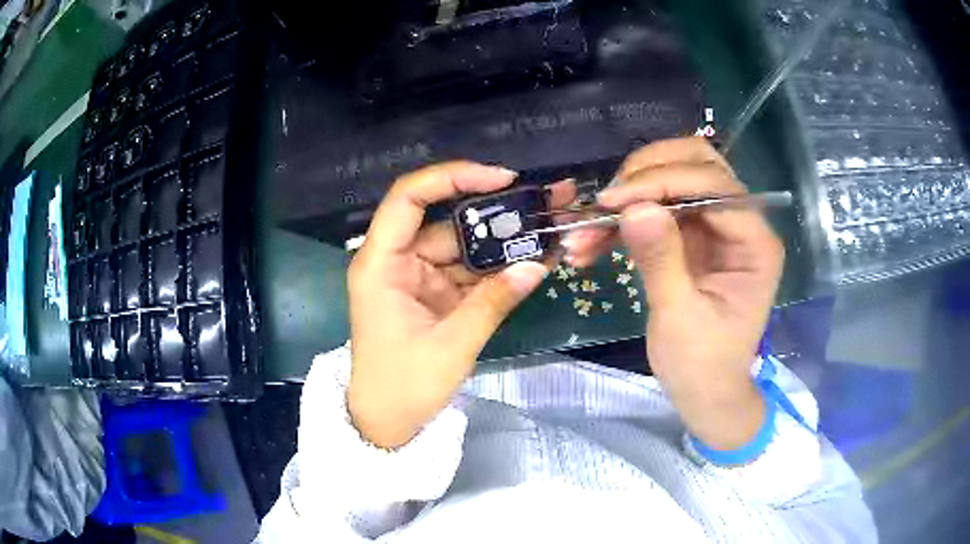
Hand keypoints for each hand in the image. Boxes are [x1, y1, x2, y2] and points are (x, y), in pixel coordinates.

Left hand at [348, 162, 574, 447]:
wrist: (387, 423)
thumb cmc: (404, 386)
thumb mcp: (452, 345)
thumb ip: (494, 302)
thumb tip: (537, 265)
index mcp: (381, 264)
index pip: (409, 198)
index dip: (453, 177)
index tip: (501, 179)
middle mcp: (397, 260)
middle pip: (446, 221)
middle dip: (496, 211)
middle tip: (544, 200)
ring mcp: (417, 277)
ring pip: (464, 246)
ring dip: (504, 241)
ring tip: (549, 228)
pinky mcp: (434, 295)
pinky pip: (468, 272)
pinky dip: (498, 269)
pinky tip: (534, 259)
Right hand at [565, 138, 784, 449]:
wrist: (705, 391)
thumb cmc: (703, 365)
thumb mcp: (680, 319)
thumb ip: (661, 261)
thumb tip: (634, 208)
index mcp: (754, 244)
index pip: (715, 187)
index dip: (664, 182)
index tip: (613, 202)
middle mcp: (740, 224)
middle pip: (699, 164)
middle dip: (648, 173)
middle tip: (607, 200)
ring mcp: (715, 226)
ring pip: (673, 177)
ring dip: (630, 193)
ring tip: (589, 226)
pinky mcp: (691, 235)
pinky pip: (656, 208)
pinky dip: (623, 219)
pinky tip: (592, 242)